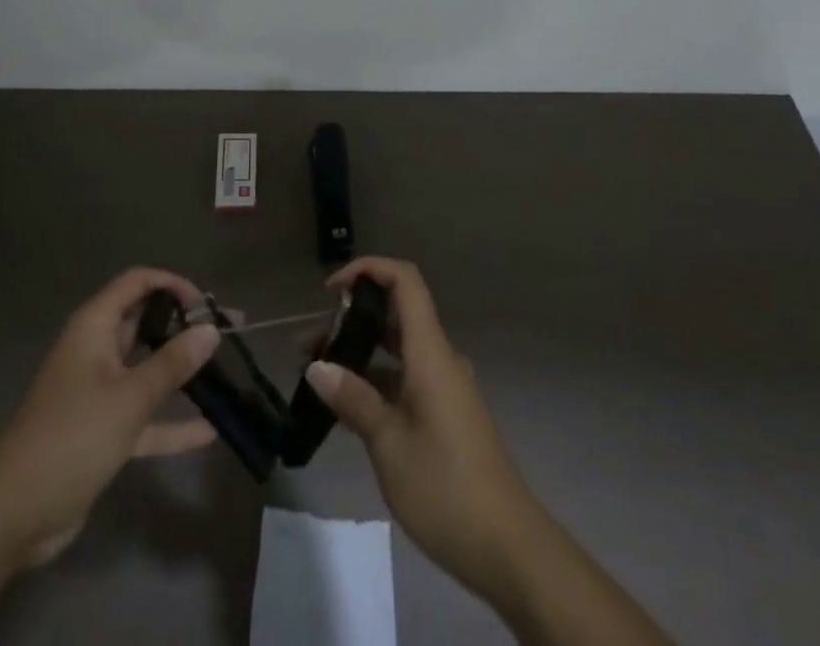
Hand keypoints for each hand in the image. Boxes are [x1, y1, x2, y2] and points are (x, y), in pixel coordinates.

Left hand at [0, 267, 222, 567]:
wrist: (12, 515)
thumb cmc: (71, 438)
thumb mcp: (128, 398)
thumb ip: (172, 364)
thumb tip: (211, 331)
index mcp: (94, 327)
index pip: (137, 283)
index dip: (172, 284)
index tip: (206, 305)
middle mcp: (96, 350)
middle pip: (144, 323)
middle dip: (184, 326)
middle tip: (228, 332)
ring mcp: (98, 392)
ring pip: (147, 369)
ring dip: (181, 370)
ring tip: (226, 370)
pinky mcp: (101, 431)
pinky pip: (143, 416)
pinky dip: (170, 422)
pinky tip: (208, 431)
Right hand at [306, 258, 540, 592]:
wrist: (510, 549)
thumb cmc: (446, 488)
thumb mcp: (389, 445)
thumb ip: (353, 400)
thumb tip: (317, 366)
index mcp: (431, 353)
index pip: (404, 281)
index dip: (368, 269)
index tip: (330, 290)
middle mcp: (440, 359)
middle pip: (396, 313)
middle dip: (350, 317)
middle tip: (309, 344)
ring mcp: (446, 387)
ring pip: (398, 348)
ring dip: (360, 351)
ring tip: (318, 374)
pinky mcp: (447, 414)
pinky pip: (406, 376)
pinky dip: (376, 378)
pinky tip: (348, 407)